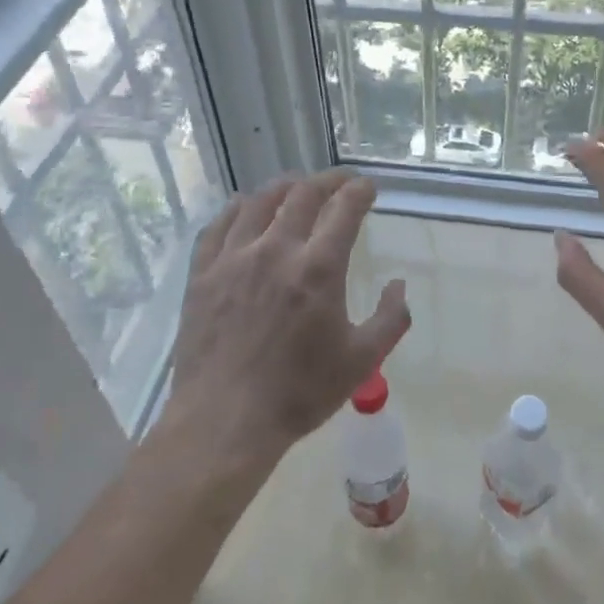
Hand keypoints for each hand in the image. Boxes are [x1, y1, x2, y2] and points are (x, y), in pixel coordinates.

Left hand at [166, 171, 408, 462]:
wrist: (223, 422)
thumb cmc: (298, 393)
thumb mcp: (362, 361)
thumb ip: (391, 319)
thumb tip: (400, 285)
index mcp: (318, 268)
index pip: (344, 209)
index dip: (359, 191)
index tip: (367, 187)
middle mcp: (276, 250)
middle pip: (303, 194)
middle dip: (327, 180)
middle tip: (339, 181)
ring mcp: (234, 258)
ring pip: (259, 202)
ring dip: (284, 187)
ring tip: (296, 186)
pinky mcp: (203, 274)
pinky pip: (218, 225)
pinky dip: (237, 209)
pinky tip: (244, 208)